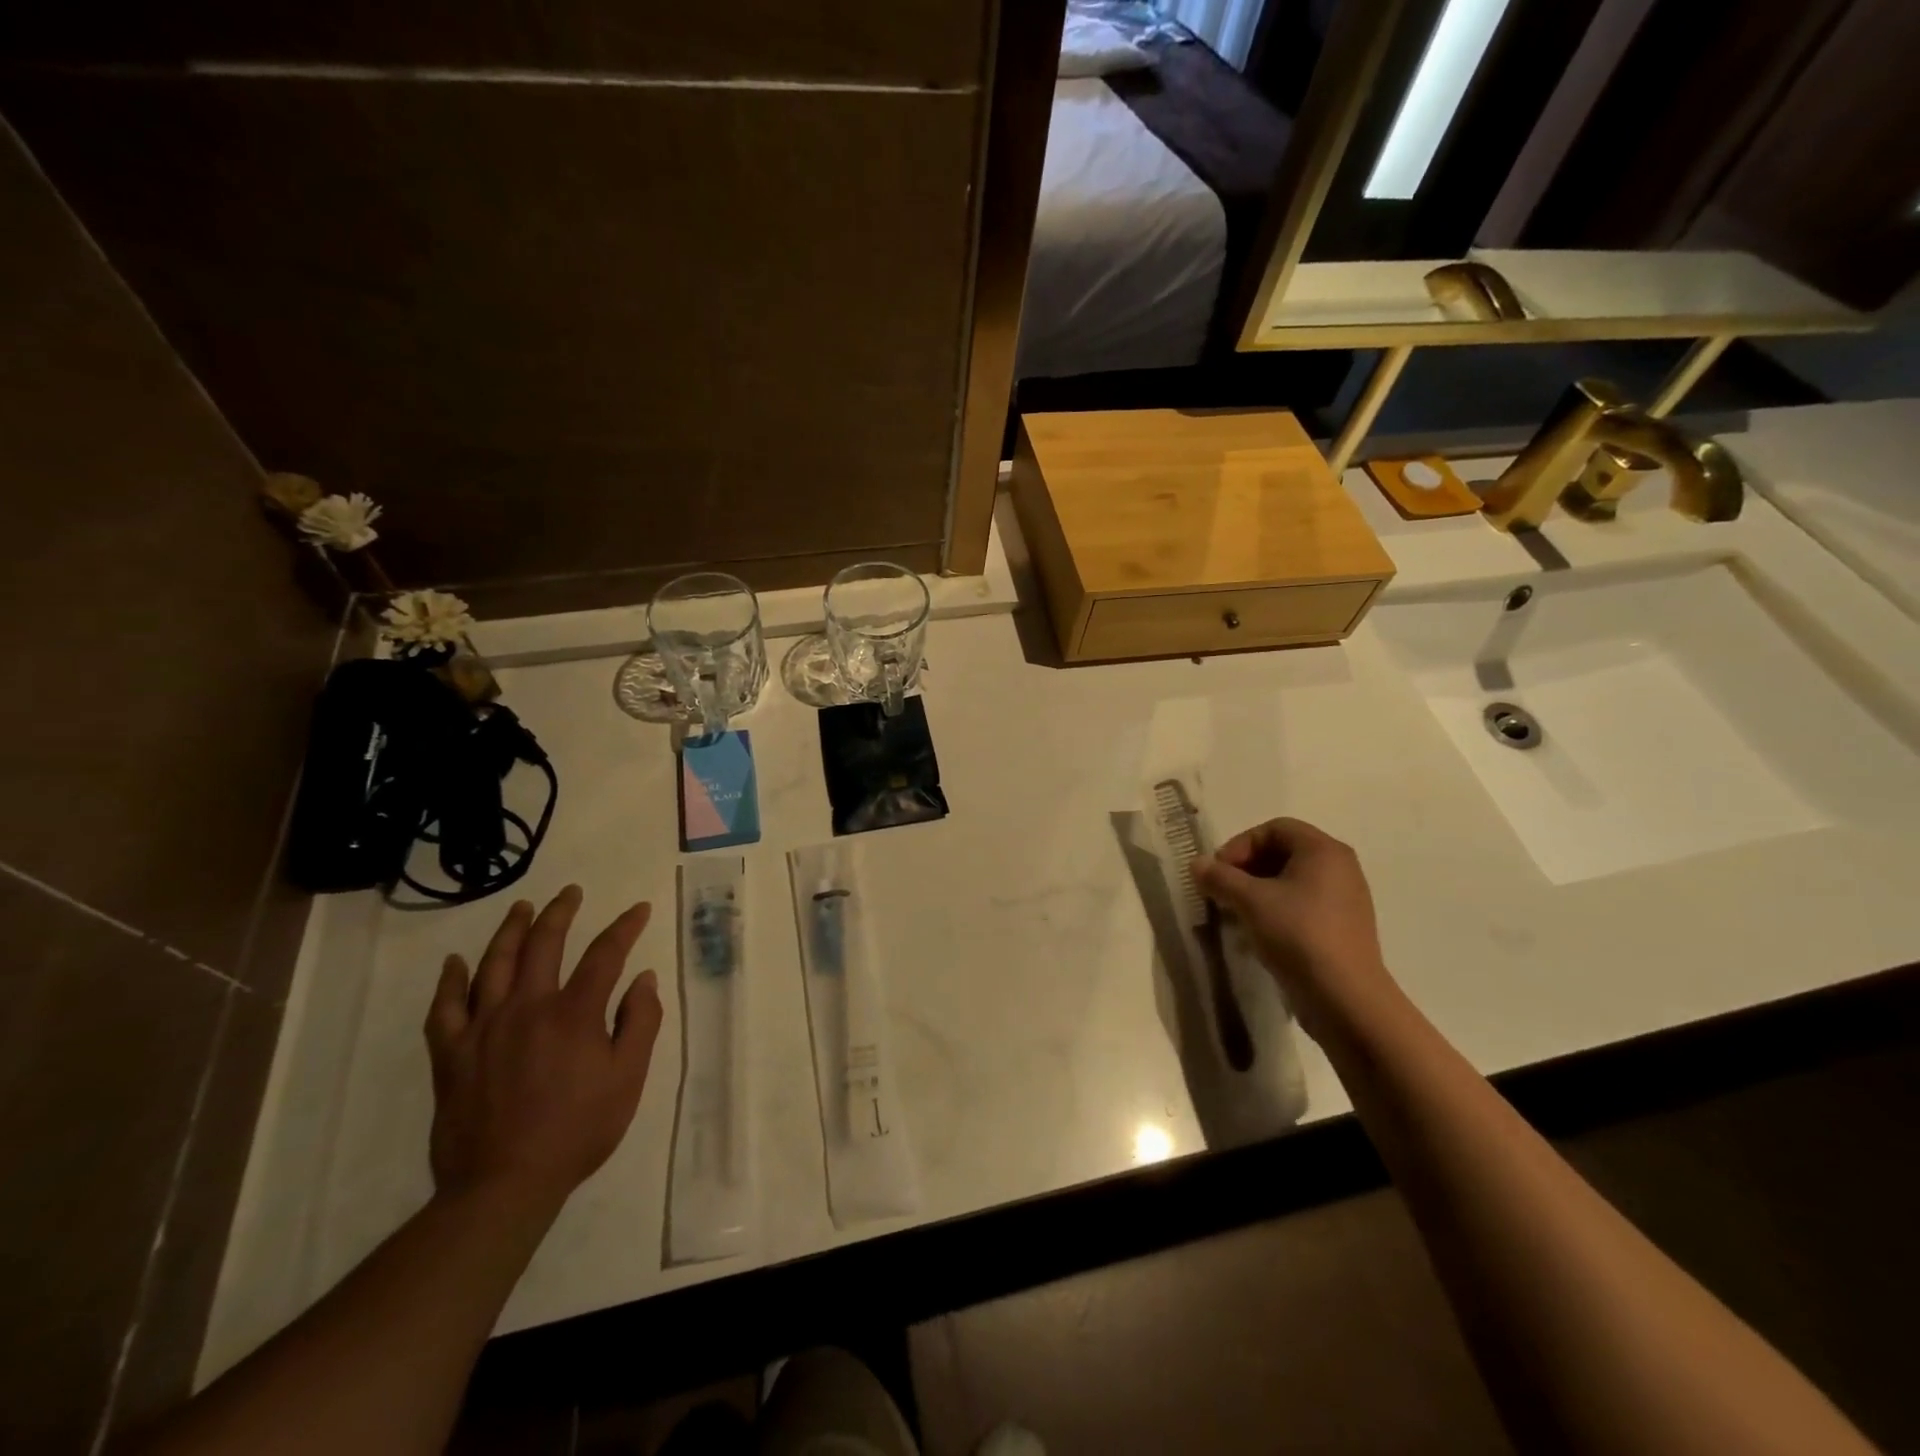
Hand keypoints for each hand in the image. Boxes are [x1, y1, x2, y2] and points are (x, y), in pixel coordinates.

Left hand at [425, 886, 662, 1211]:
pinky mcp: (451, 1054)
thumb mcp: (628, 1078)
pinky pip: (444, 1008)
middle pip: (544, 944)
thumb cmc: (578, 1130)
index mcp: (574, 1013)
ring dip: (510, 930)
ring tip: (522, 908)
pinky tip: (456, 962)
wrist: (503, 1185)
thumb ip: (639, 1022)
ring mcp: (483, 1028)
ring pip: (494, 964)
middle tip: (570, 893)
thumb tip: (643, 979)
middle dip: (561, 912)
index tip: (638, 910)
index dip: (624, 926)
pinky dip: (450, 981)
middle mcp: (527, 1007)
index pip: (605, 953)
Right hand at [1192, 818, 1398, 1037]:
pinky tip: (1257, 933)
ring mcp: (1344, 899)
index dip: (1240, 844)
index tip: (1219, 871)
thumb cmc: (1299, 935)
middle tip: (1222, 891)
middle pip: (1282, 852)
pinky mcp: (1341, 927)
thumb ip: (1220, 877)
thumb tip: (1197, 864)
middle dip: (1246, 868)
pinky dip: (1275, 910)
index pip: (1274, 828)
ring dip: (1256, 891)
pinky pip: (1302, 904)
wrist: (1345, 998)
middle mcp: (1339, 867)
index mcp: (1323, 850)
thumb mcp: (1250, 901)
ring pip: (1290, 881)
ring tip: (1234, 913)